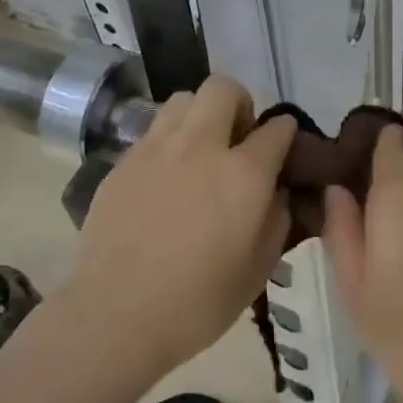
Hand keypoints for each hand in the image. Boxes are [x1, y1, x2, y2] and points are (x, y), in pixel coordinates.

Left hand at [70, 75, 296, 380]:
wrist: (116, 313)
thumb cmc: (198, 302)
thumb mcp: (259, 269)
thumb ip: (277, 219)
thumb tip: (277, 191)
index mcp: (244, 173)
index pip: (277, 128)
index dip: (286, 134)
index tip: (284, 149)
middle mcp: (201, 146)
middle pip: (224, 89)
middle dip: (240, 104)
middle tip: (238, 139)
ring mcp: (156, 149)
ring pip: (183, 99)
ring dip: (200, 115)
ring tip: (199, 150)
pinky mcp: (123, 161)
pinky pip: (153, 130)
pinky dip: (169, 140)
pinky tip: (165, 177)